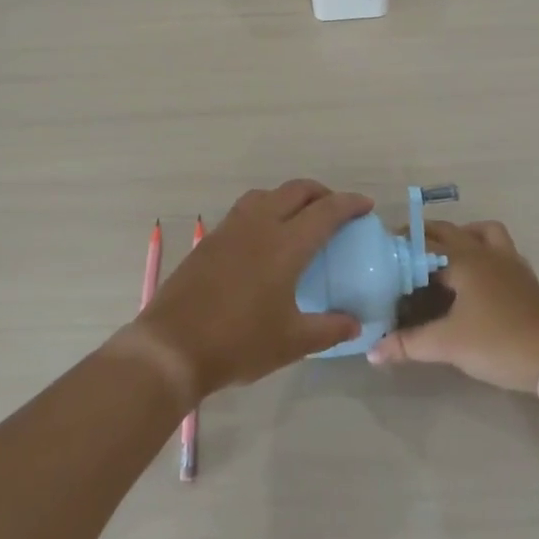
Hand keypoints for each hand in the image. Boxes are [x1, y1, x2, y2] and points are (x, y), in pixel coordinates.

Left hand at [131, 180, 370, 398]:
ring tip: (299, 219)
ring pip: (265, 195)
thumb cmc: (239, 343)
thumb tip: (355, 324)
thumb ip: (329, 329)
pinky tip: (264, 240)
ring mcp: (229, 230)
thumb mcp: (292, 342)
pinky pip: (244, 211)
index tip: (366, 206)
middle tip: (336, 211)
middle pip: (295, 190)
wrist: (172, 347)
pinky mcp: (209, 241)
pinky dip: (264, 210)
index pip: (325, 211)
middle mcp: (258, 226)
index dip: (349, 204)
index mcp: (284, 245)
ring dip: (289, 197)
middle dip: (321, 193)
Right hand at [367, 219, 538, 393]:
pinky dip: (485, 253)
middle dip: (427, 236)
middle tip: (405, 253)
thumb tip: (372, 351)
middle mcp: (486, 253)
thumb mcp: (447, 345)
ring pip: (484, 233)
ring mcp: (511, 264)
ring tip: (446, 257)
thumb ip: (407, 344)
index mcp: (464, 260)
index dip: (402, 246)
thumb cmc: (498, 343)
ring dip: (463, 236)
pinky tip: (477, 278)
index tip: (382, 253)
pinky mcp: (526, 280)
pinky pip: (501, 251)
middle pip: (452, 231)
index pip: (425, 244)